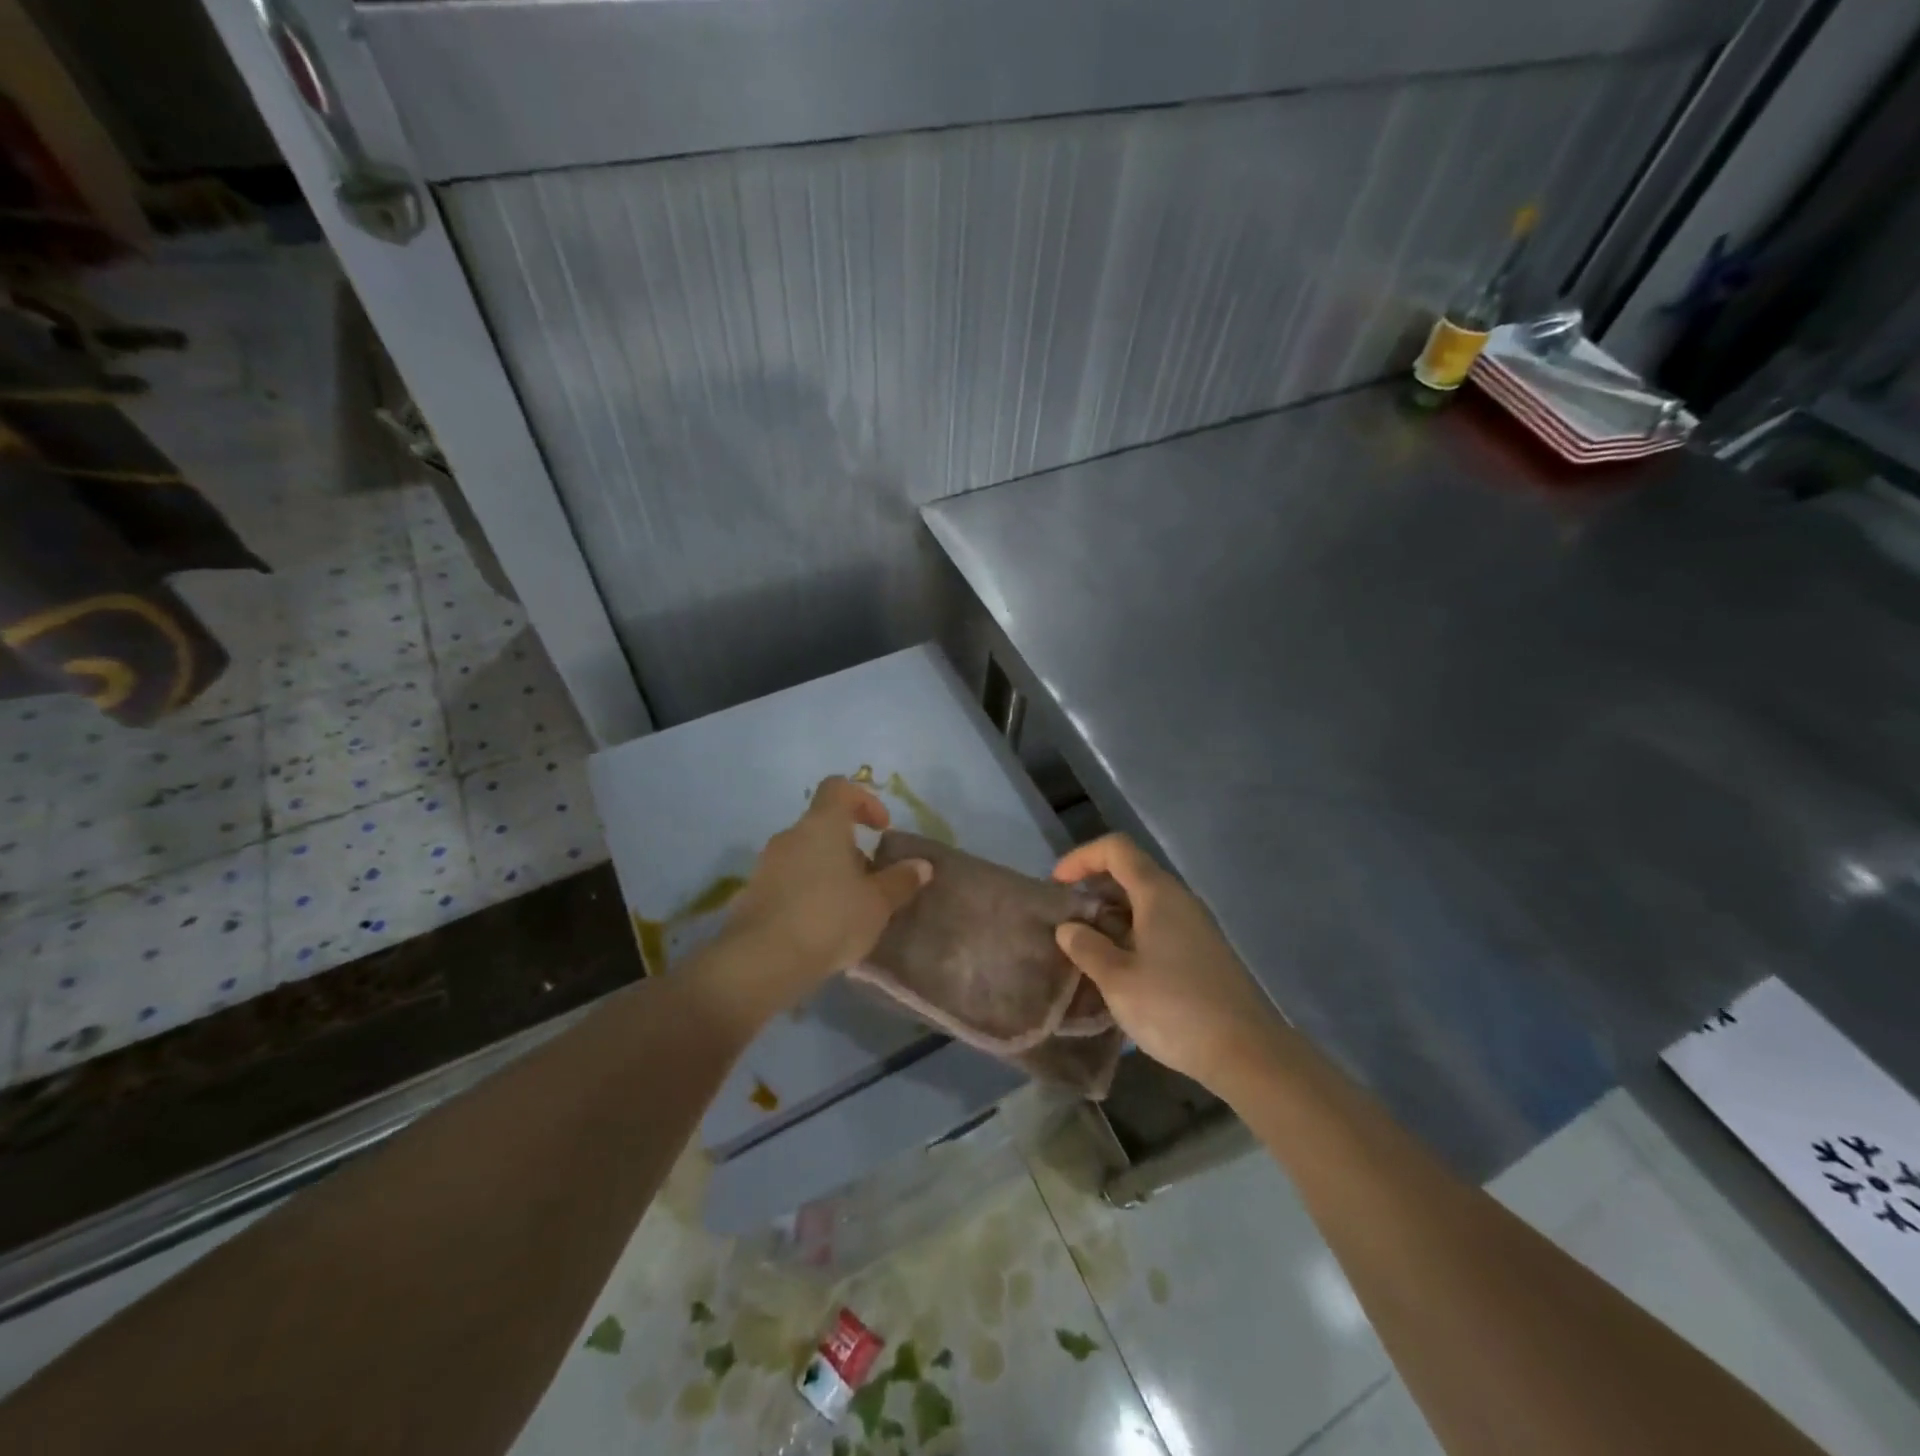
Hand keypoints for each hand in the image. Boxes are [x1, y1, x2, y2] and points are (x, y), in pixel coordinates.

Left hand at [705, 777, 931, 1021]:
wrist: (762, 962)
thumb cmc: (829, 919)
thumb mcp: (877, 903)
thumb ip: (901, 880)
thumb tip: (922, 865)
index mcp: (822, 825)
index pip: (839, 788)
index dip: (864, 801)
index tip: (881, 829)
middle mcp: (790, 836)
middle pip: (822, 825)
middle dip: (849, 847)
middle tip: (870, 879)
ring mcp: (766, 864)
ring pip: (804, 855)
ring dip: (827, 871)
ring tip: (848, 908)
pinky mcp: (752, 894)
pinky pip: (787, 881)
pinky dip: (806, 893)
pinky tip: (820, 926)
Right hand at [1053, 834, 1284, 1091]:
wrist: (1247, 1053)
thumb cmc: (1175, 1009)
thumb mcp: (1117, 980)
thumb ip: (1086, 948)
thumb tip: (1069, 929)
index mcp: (1158, 894)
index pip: (1116, 849)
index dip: (1081, 858)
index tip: (1057, 886)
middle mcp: (1178, 900)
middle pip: (1130, 873)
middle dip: (1092, 890)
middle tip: (1065, 922)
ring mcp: (1194, 927)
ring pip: (1143, 904)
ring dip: (1109, 917)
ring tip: (1083, 949)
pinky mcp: (1202, 953)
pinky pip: (1157, 928)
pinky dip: (1129, 936)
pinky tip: (1115, 971)